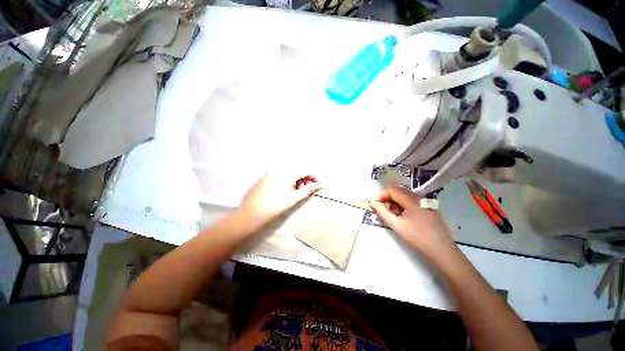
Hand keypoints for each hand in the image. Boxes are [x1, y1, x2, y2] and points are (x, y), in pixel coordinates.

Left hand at [238, 170, 321, 229]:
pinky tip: (286, 190)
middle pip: (296, 170)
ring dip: (296, 180)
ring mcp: (270, 173)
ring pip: (288, 173)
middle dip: (305, 178)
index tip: (318, 184)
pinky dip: (287, 180)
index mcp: (286, 173)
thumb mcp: (294, 198)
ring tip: (297, 191)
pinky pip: (280, 175)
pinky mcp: (264, 178)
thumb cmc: (275, 206)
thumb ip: (308, 190)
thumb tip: (319, 185)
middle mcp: (278, 169)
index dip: (313, 176)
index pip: (304, 170)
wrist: (252, 214)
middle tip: (308, 189)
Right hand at [369, 184, 456, 260]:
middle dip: (388, 199)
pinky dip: (404, 206)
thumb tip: (372, 202)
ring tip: (393, 216)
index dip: (381, 195)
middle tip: (383, 211)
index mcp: (412, 200)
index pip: (392, 190)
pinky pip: (412, 201)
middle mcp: (419, 197)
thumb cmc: (417, 238)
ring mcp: (426, 202)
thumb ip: (382, 212)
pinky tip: (403, 217)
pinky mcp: (429, 207)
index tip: (375, 205)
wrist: (442, 251)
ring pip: (405, 196)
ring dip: (395, 203)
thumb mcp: (396, 225)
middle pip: (398, 191)